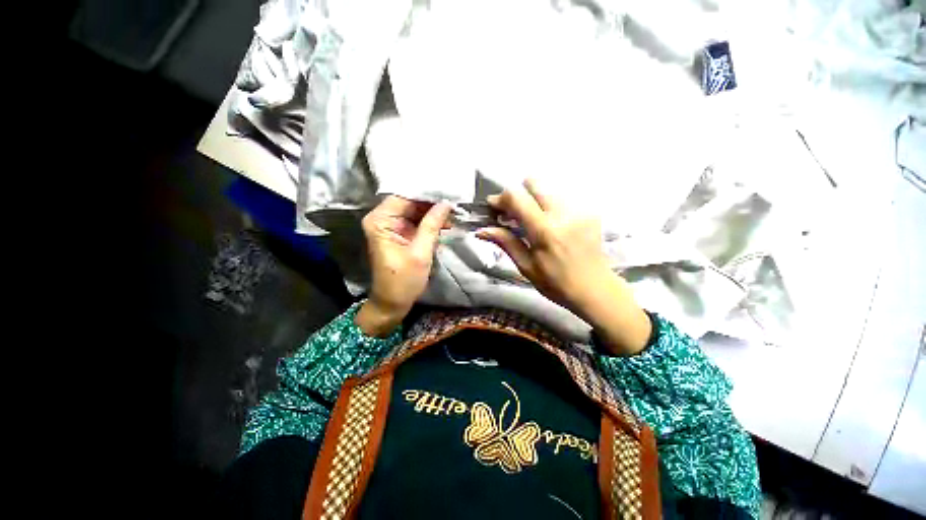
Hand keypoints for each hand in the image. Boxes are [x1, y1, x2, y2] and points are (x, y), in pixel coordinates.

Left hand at [356, 196, 450, 336]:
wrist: (392, 303)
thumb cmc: (403, 281)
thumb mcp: (420, 252)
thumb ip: (432, 225)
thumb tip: (446, 203)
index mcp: (380, 221)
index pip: (405, 197)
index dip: (427, 194)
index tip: (448, 191)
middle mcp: (382, 219)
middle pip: (410, 202)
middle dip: (432, 203)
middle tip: (455, 202)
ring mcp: (390, 226)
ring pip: (415, 211)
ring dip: (433, 213)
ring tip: (454, 213)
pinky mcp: (399, 234)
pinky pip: (416, 222)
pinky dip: (430, 222)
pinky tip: (446, 222)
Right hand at [476, 179, 650, 354]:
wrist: (595, 289)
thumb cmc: (556, 283)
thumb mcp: (526, 266)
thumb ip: (506, 242)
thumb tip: (481, 230)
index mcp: (544, 231)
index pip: (517, 197)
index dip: (500, 198)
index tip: (493, 207)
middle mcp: (563, 213)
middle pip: (534, 182)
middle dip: (518, 194)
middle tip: (512, 213)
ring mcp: (579, 210)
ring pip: (548, 188)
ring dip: (533, 200)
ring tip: (530, 220)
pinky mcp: (589, 211)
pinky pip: (562, 198)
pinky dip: (549, 206)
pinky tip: (549, 224)